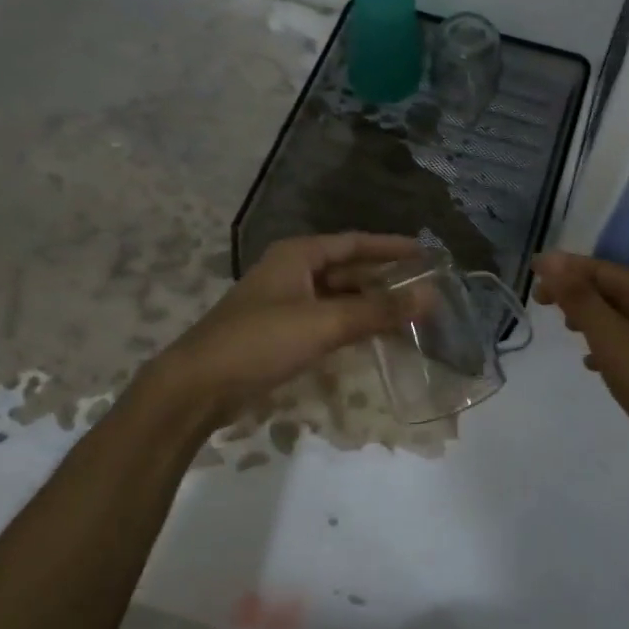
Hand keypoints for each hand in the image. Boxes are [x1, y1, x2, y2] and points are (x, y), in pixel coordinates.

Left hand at [140, 232, 420, 428]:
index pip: (354, 242)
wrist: (197, 387)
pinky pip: (326, 321)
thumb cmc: (260, 342)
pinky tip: (374, 338)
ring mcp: (285, 303)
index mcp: (298, 255)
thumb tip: (430, 297)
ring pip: (338, 298)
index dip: (391, 247)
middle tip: (424, 289)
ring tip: (409, 315)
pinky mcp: (281, 333)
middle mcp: (292, 272)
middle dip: (384, 279)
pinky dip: (351, 326)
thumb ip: (378, 311)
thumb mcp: (324, 323)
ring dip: (369, 306)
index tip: (426, 253)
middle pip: (347, 269)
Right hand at [533, 251, 628, 495]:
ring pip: (625, 316)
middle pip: (614, 289)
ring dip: (593, 317)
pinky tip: (597, 365)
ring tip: (566, 329)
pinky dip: (611, 344)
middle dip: (577, 291)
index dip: (564, 268)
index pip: (600, 268)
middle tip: (542, 303)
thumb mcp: (613, 341)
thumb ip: (581, 299)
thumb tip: (549, 258)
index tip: (531, 274)